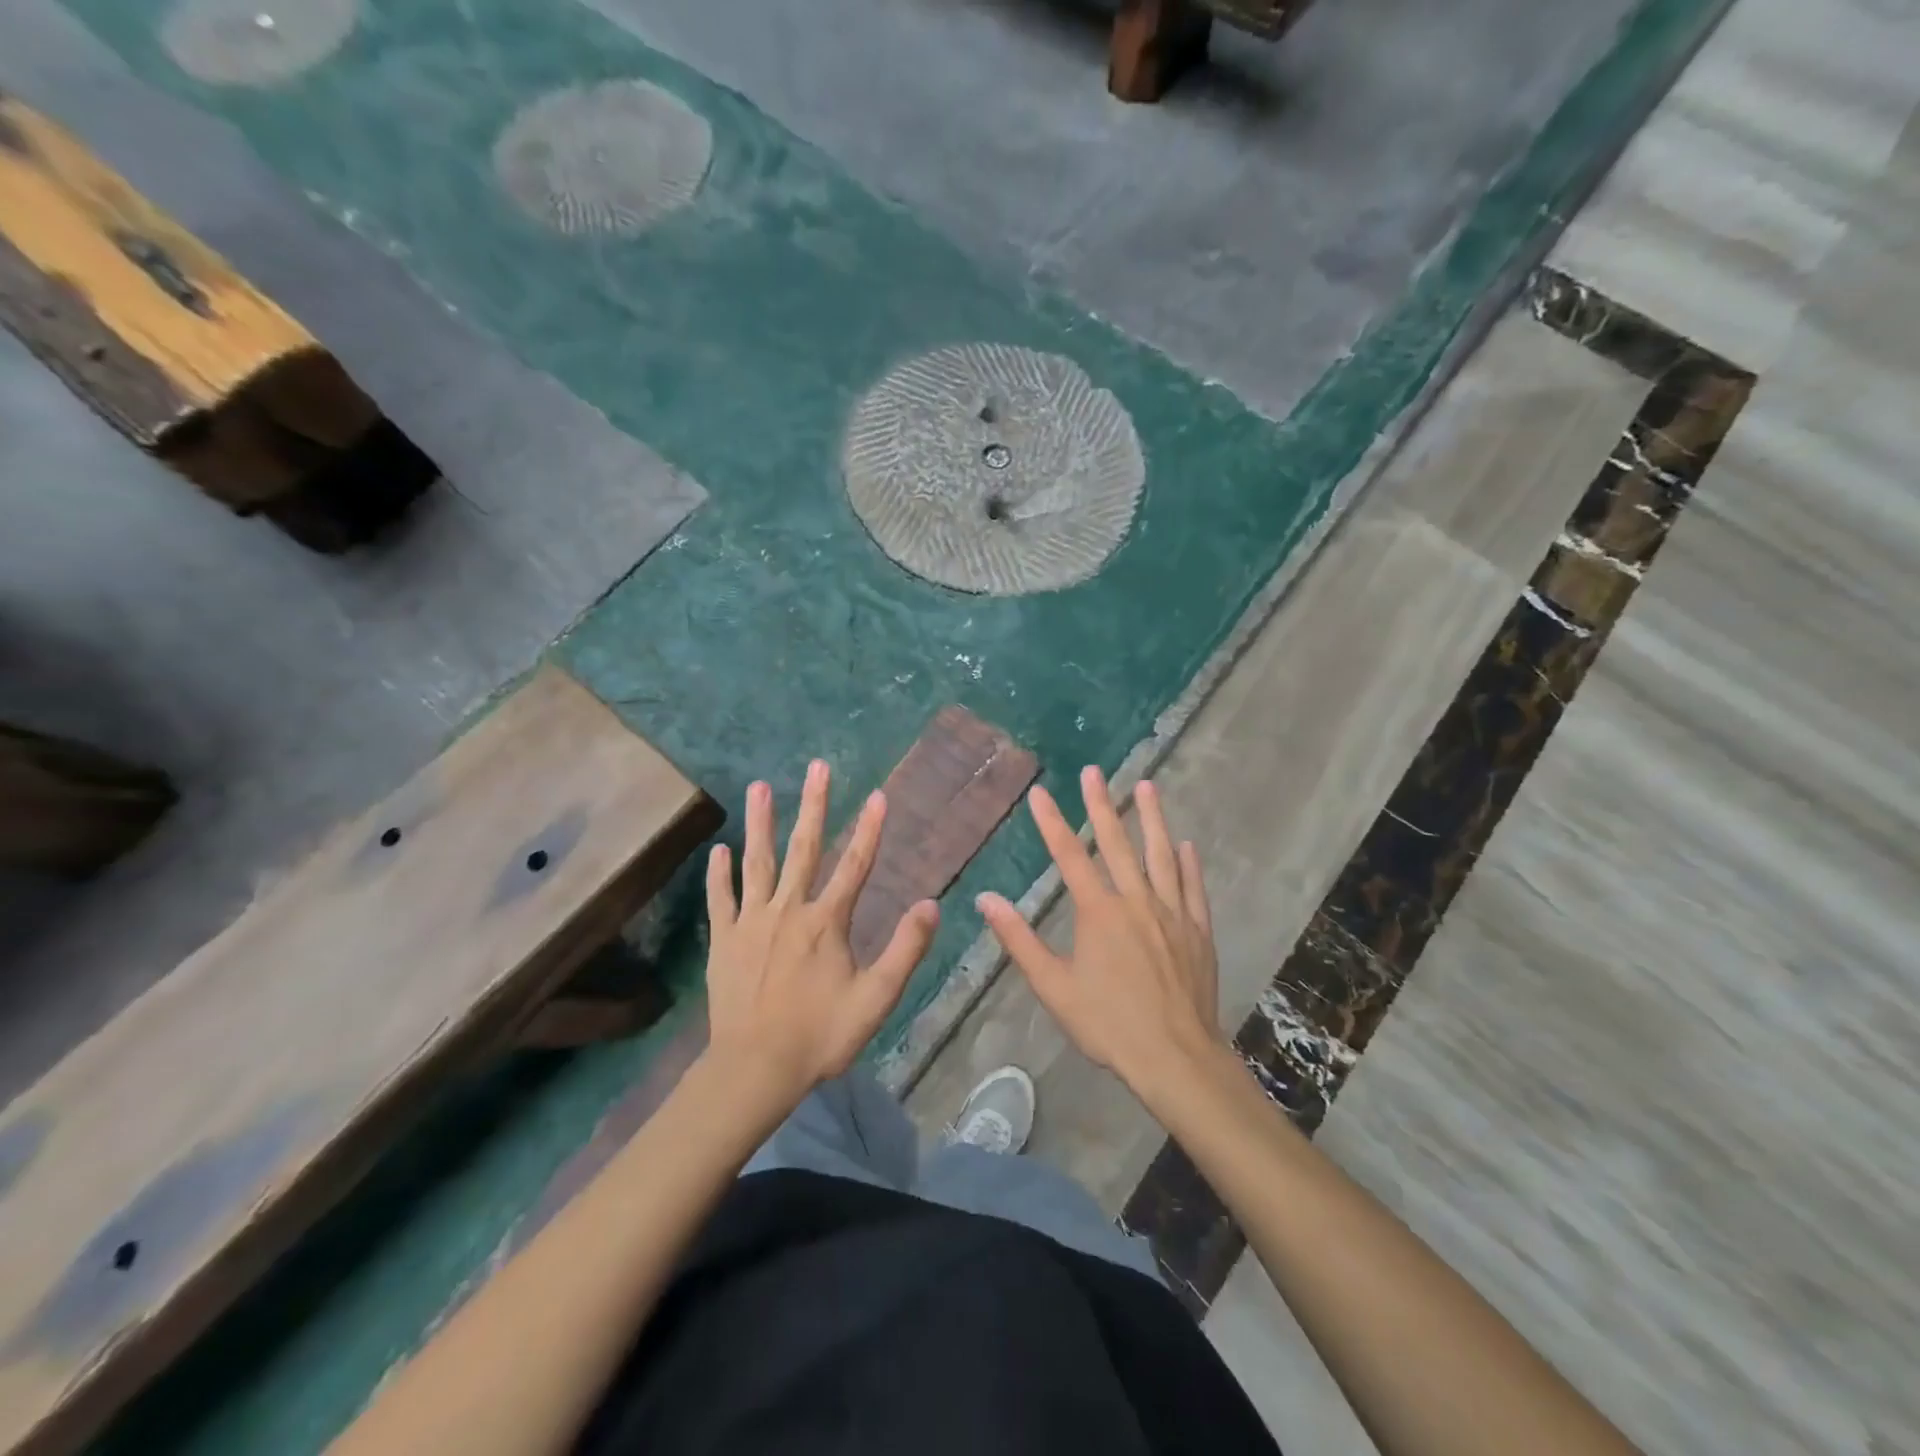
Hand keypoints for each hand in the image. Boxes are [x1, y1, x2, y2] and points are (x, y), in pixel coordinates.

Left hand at [704, 759, 938, 1108]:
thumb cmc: (820, 1035)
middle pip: (804, 848)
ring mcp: (751, 922)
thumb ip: (904, 949)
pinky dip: (719, 873)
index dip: (869, 829)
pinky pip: (721, 899)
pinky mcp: (724, 940)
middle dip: (814, 805)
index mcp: (827, 921)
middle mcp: (789, 909)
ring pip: (758, 862)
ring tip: (760, 787)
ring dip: (760, 823)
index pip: (855, 865)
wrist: (755, 1069)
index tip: (878, 795)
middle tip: (817, 767)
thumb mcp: (876, 998)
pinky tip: (719, 849)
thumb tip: (930, 904)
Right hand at [978, 766, 1220, 1095]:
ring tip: (1147, 786)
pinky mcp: (1198, 930)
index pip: (1069, 856)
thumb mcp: (1053, 987)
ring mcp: (1171, 913)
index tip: (1040, 793)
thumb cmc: (1108, 1024)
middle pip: (1117, 843)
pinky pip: (1192, 887)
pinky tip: (1186, 845)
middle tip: (1094, 771)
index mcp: (1098, 912)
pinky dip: (1188, 863)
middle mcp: (1136, 901)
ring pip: (1161, 855)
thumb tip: (986, 900)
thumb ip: (1019, 940)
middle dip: (1102, 804)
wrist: (1176, 1058)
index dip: (1052, 823)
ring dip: (1152, 819)